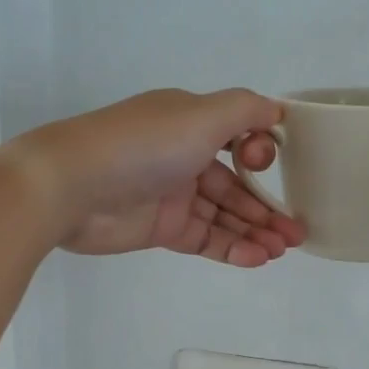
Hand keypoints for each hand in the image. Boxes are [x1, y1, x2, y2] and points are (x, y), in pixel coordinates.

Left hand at [13, 89, 304, 266]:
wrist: (71, 186)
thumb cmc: (143, 145)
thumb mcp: (201, 115)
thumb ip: (244, 110)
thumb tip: (277, 109)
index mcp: (189, 122)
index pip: (237, 138)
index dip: (259, 153)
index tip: (268, 165)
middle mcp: (182, 156)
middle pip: (234, 184)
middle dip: (266, 206)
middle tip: (296, 232)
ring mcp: (170, 196)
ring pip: (222, 215)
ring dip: (255, 231)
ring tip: (283, 249)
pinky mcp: (160, 230)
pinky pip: (204, 238)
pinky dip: (232, 247)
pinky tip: (257, 258)